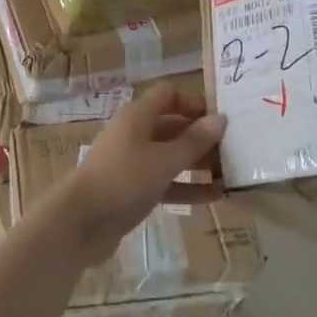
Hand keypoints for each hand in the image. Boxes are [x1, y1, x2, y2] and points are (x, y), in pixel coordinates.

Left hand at [61, 86, 225, 253]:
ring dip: (198, 163)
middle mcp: (134, 134)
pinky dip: (187, 187)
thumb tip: (220, 119)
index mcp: (137, 116)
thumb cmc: (124, 180)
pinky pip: (165, 182)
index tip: (222, 119)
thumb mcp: (164, 159)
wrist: (81, 221)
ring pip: (170, 156)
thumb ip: (194, 141)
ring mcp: (132, 163)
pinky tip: (215, 197)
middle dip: (202, 136)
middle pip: (173, 126)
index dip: (194, 102)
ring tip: (232, 174)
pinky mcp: (132, 190)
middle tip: (236, 150)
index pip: (168, 95)